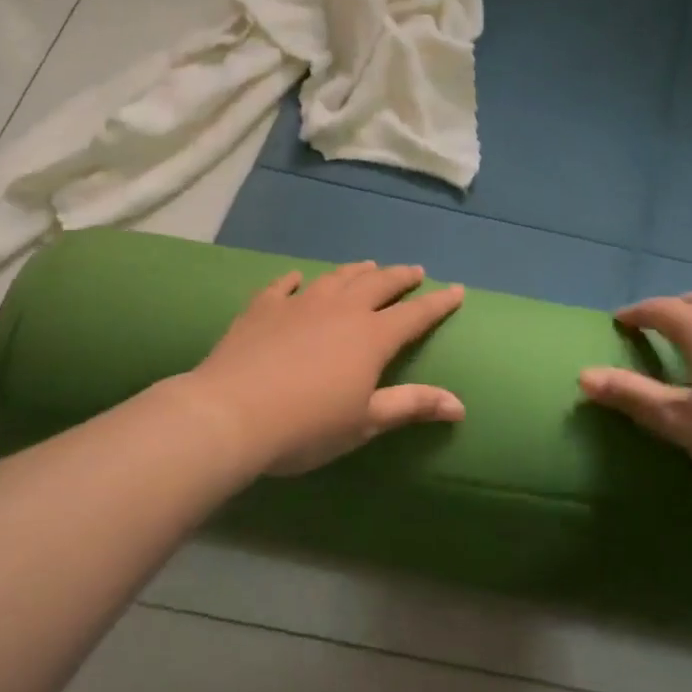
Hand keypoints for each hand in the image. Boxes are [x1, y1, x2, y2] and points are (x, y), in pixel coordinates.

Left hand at [181, 262, 465, 475]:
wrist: (231, 413)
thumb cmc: (307, 426)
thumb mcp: (365, 422)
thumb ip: (411, 405)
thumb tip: (459, 405)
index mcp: (371, 337)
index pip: (415, 314)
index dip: (438, 303)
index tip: (457, 290)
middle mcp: (341, 310)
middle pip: (378, 285)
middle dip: (400, 277)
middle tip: (414, 271)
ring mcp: (300, 304)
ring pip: (336, 278)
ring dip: (356, 271)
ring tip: (368, 266)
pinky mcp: (263, 308)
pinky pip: (283, 286)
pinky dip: (294, 280)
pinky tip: (296, 278)